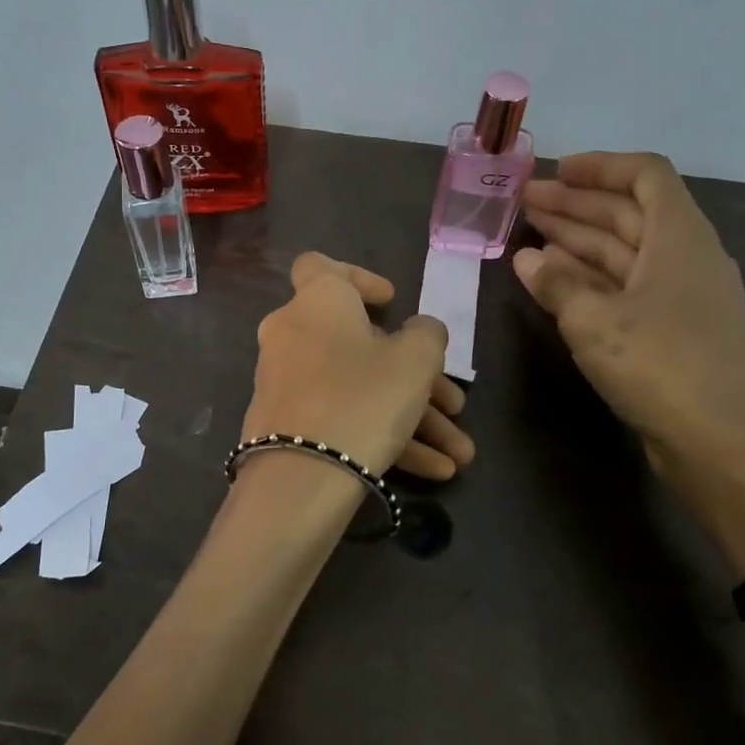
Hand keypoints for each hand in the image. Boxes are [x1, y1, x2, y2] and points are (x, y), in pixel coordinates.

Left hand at [243, 252, 473, 480]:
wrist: (300, 478)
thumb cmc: (362, 398)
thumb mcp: (415, 361)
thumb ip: (426, 334)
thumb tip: (418, 330)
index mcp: (317, 302)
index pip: (322, 266)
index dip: (359, 277)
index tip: (390, 302)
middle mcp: (293, 334)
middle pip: (363, 346)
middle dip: (417, 377)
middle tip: (455, 405)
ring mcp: (286, 381)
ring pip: (359, 388)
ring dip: (412, 416)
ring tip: (459, 454)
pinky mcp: (285, 423)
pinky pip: (341, 416)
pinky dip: (382, 435)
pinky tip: (433, 471)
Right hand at [516, 153, 744, 475]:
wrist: (726, 447)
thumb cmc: (662, 367)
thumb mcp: (595, 321)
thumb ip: (557, 284)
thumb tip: (527, 259)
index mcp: (680, 238)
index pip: (645, 176)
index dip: (600, 167)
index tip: (554, 173)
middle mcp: (685, 258)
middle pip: (629, 213)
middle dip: (575, 205)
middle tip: (523, 204)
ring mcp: (682, 297)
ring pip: (625, 252)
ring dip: (578, 241)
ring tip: (529, 237)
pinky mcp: (674, 332)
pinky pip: (627, 287)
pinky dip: (590, 279)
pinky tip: (556, 283)